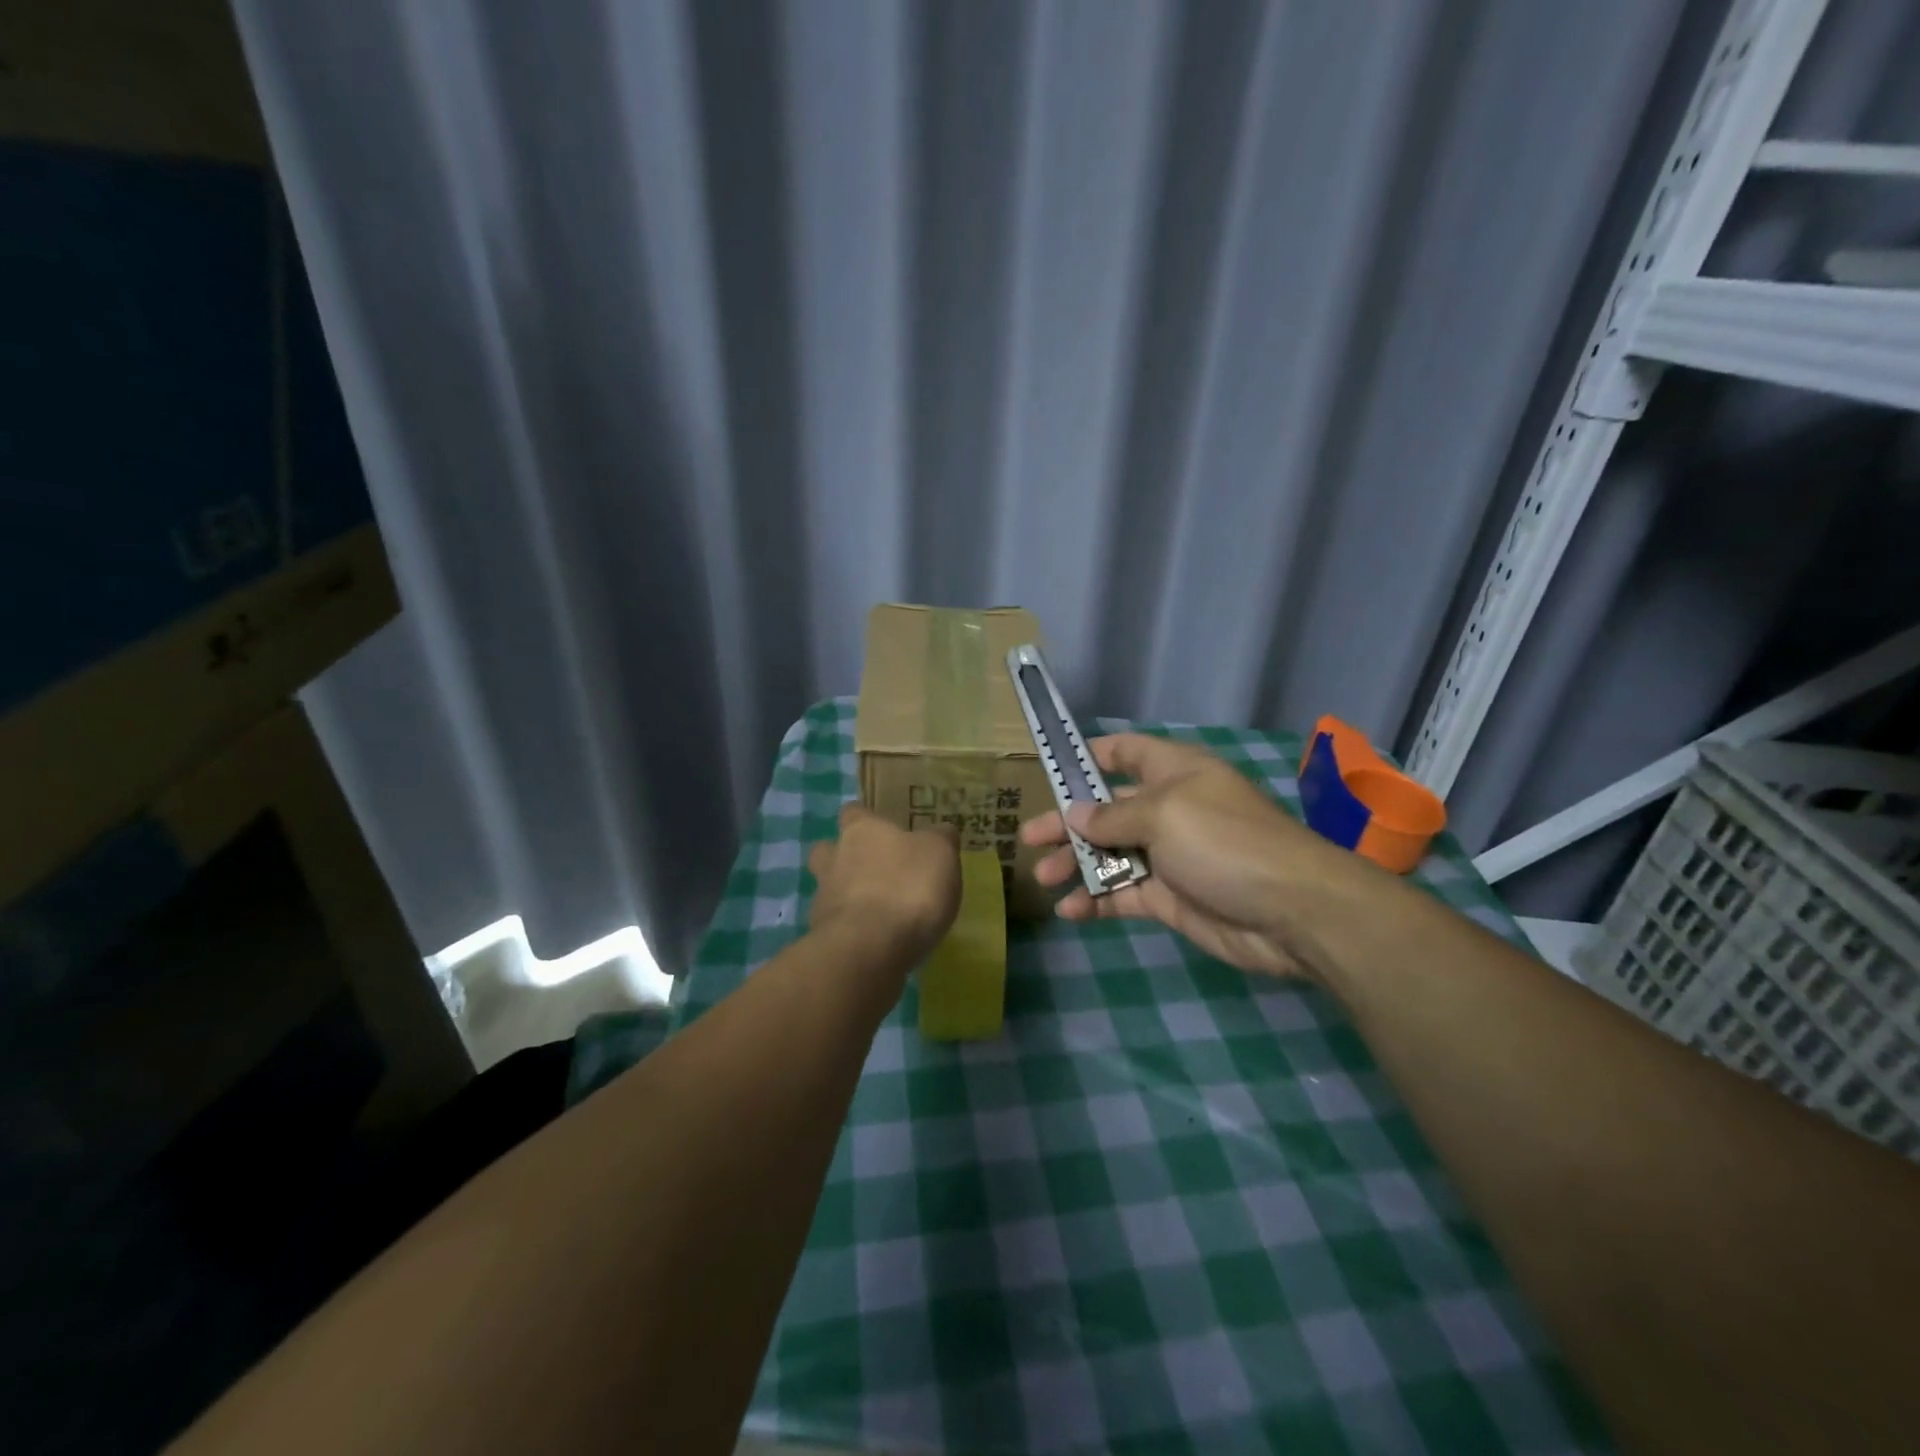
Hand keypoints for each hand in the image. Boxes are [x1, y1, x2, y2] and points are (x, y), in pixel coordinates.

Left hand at [808, 803, 962, 965]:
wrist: (870, 948)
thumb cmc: (907, 887)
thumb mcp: (940, 853)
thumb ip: (940, 839)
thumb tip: (940, 832)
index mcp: (861, 830)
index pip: (853, 812)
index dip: (866, 818)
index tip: (883, 828)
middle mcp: (834, 858)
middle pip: (828, 850)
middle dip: (844, 857)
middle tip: (874, 870)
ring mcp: (823, 899)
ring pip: (830, 889)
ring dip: (848, 897)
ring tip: (880, 912)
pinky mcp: (824, 936)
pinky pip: (837, 925)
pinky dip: (853, 930)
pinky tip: (877, 941)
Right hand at [1020, 734, 1372, 980]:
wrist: (1291, 911)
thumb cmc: (1224, 841)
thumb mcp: (1163, 815)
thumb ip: (1112, 816)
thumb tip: (1075, 814)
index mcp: (1173, 773)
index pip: (1126, 752)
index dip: (1090, 756)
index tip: (1051, 767)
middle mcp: (1168, 809)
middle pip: (1106, 809)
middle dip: (1067, 822)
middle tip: (1027, 839)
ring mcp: (1168, 856)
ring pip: (1109, 854)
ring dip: (1075, 863)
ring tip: (1042, 877)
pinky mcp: (1169, 898)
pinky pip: (1122, 894)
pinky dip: (1095, 900)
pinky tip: (1069, 910)